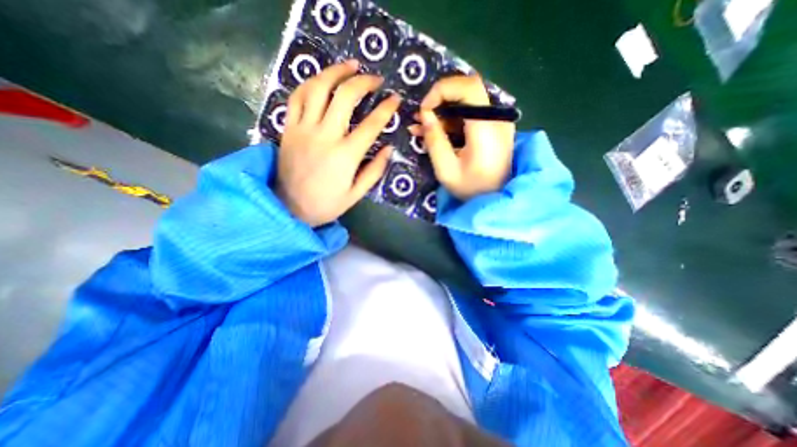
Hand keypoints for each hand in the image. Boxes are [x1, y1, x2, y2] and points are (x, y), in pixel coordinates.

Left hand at [277, 60, 401, 227]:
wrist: (289, 208)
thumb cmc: (326, 204)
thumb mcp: (356, 194)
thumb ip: (374, 171)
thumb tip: (389, 149)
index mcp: (345, 156)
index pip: (371, 125)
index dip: (386, 109)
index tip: (395, 98)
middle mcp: (325, 136)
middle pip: (345, 96)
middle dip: (363, 81)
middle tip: (375, 78)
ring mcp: (303, 129)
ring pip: (318, 88)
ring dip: (336, 72)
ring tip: (350, 66)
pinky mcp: (288, 128)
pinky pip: (297, 97)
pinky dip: (310, 83)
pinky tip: (321, 80)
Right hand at [410, 75, 517, 200]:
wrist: (495, 200)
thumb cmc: (471, 190)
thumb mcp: (446, 170)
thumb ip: (435, 140)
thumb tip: (424, 114)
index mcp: (487, 128)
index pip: (469, 87)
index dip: (442, 90)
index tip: (424, 109)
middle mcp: (496, 119)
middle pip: (468, 90)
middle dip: (440, 99)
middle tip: (420, 116)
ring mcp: (496, 123)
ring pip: (467, 102)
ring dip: (442, 111)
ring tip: (420, 127)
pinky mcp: (492, 129)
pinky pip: (470, 115)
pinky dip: (450, 121)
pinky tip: (434, 132)